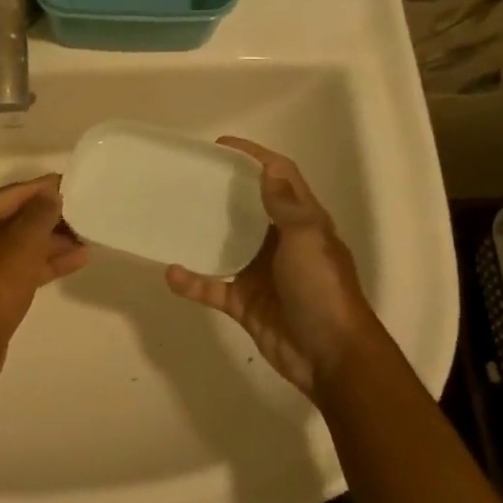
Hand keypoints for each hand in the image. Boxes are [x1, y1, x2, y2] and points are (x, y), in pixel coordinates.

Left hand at [0, 175, 88, 360]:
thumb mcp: (23, 243)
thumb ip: (41, 212)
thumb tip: (52, 194)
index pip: (14, 193)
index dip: (47, 189)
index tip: (75, 184)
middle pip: (17, 216)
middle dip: (52, 218)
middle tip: (87, 213)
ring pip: (20, 242)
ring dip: (53, 240)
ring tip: (89, 236)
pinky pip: (19, 264)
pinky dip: (44, 261)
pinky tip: (79, 259)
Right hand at [165, 137, 377, 397]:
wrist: (331, 356)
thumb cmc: (323, 290)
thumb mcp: (308, 240)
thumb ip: (286, 206)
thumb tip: (266, 169)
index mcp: (302, 222)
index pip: (280, 177)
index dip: (255, 157)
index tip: (221, 146)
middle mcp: (280, 243)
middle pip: (248, 208)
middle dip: (221, 192)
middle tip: (187, 179)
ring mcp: (260, 274)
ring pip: (225, 246)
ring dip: (202, 235)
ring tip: (171, 217)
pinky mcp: (244, 303)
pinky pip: (212, 287)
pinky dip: (193, 282)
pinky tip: (172, 273)